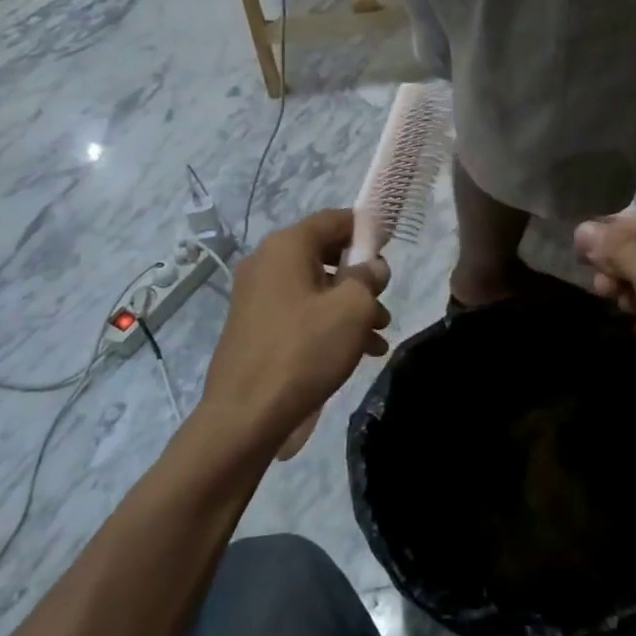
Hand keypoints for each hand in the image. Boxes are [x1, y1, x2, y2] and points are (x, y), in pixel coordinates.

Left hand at [199, 209, 390, 455]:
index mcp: (287, 246)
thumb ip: (368, 277)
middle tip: (384, 299)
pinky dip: (327, 322)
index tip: (391, 244)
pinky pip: (300, 311)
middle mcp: (266, 262)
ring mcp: (257, 295)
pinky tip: (356, 352)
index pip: (334, 219)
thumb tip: (372, 266)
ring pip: (316, 287)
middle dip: (360, 276)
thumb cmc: (303, 351)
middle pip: (325, 254)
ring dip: (349, 305)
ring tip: (378, 335)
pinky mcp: (255, 325)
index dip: (366, 228)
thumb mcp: (352, 309)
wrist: (245, 416)